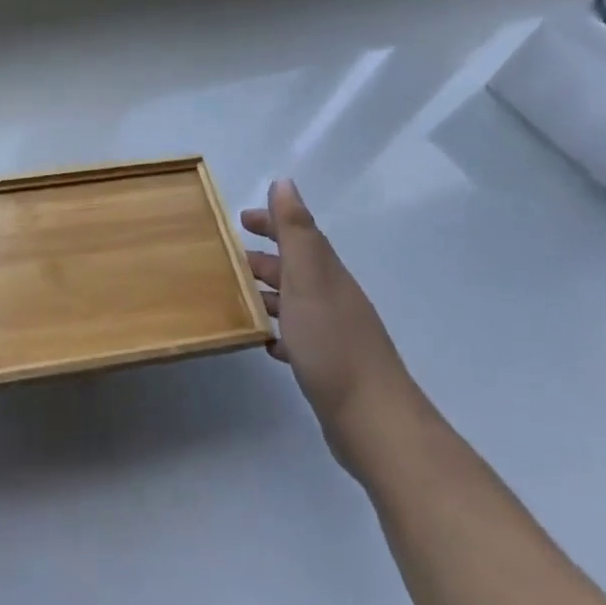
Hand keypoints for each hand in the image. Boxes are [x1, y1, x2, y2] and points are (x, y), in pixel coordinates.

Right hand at [244, 179, 424, 479]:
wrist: (375, 423)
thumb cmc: (332, 344)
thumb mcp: (308, 279)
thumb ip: (296, 231)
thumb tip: (285, 182)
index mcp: (327, 273)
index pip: (299, 234)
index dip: (273, 222)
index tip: (242, 218)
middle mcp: (334, 297)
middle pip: (297, 266)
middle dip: (266, 256)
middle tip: (230, 256)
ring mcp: (335, 333)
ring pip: (296, 300)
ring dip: (268, 292)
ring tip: (237, 296)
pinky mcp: (331, 366)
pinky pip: (299, 335)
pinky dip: (279, 330)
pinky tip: (265, 343)